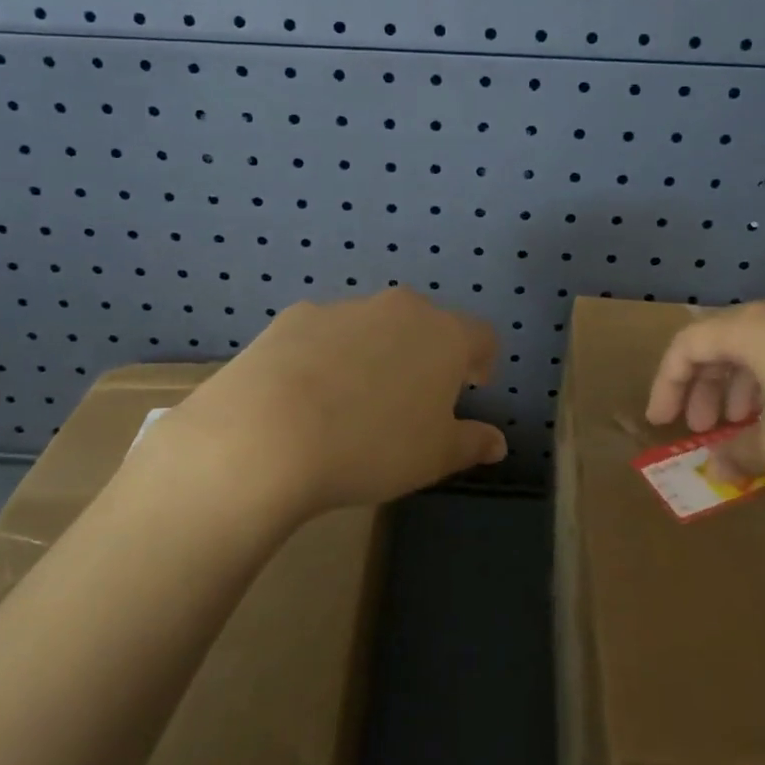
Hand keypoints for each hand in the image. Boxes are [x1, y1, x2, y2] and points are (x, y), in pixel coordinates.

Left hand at [152, 288, 506, 514]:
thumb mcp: (434, 457)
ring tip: (355, 401)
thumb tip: (497, 442)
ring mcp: (344, 307)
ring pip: (374, 326)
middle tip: (414, 398)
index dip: (483, 360)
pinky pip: (327, 333)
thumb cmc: (372, 447)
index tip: (474, 386)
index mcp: (444, 335)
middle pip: (427, 325)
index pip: (482, 336)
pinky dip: (329, 355)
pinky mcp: (295, 317)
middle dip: (428, 355)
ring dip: (377, 353)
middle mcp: (399, 309)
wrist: (268, 434)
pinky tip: (308, 394)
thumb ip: (471, 443)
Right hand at [644, 295, 764, 481]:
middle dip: (706, 389)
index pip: (686, 345)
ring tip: (749, 431)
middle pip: (722, 344)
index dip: (666, 384)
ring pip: (762, 350)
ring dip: (743, 389)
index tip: (662, 422)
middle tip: (706, 430)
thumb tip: (717, 465)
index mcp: (749, 328)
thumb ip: (741, 455)